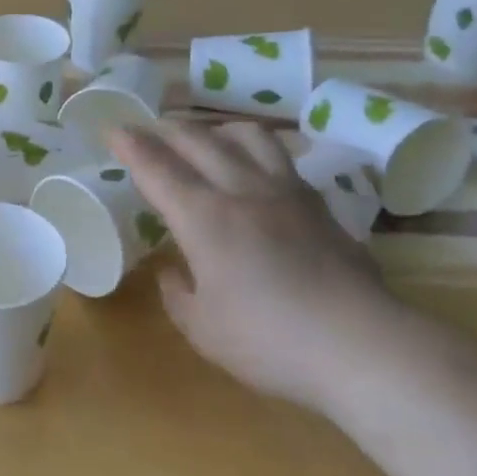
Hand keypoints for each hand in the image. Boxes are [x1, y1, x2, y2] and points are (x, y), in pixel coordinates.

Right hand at [108, 121, 404, 412]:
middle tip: (148, 128)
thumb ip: (178, 295)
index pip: (157, 168)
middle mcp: (241, 192)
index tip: (112, 128)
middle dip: (165, 129)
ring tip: (206, 138)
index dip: (130, 145)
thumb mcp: (204, 330)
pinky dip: (255, 151)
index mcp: (204, 218)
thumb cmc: (270, 342)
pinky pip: (281, 159)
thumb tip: (172, 271)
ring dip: (216, 129)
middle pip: (198, 141)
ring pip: (247, 136)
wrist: (363, 347)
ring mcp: (285, 193)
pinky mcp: (319, 206)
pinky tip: (256, 169)